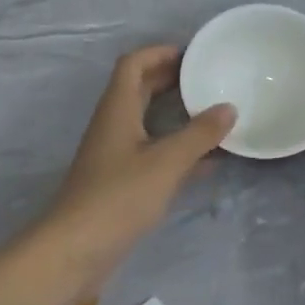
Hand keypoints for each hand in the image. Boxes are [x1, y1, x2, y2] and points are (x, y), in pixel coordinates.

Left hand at [45, 45, 235, 275]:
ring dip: (175, 113)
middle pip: (140, 88)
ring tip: (212, 113)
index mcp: (117, 108)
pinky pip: (152, 152)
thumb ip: (199, 134)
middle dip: (171, 79)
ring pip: (147, 121)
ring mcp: (115, 154)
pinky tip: (206, 160)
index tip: (192, 55)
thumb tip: (229, 107)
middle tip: (207, 78)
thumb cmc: (118, 196)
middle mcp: (113, 124)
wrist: (74, 251)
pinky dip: (176, 148)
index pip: (133, 63)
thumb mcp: (166, 162)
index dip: (160, 52)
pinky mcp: (120, 181)